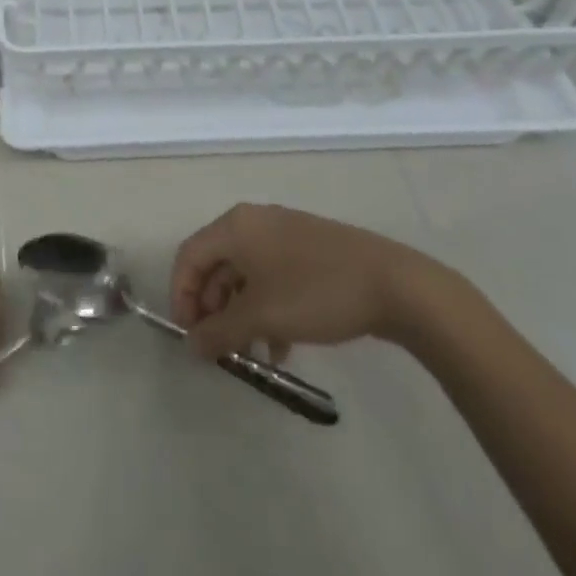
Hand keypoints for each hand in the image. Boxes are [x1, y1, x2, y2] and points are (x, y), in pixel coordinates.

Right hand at [170, 204, 454, 361]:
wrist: (394, 284)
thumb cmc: (315, 292)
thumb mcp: (262, 316)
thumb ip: (220, 331)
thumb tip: (191, 346)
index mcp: (235, 226)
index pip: (189, 256)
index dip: (181, 297)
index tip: (191, 336)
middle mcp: (254, 222)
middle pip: (215, 264)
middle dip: (212, 309)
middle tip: (219, 347)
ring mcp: (284, 234)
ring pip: (245, 274)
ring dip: (240, 314)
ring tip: (251, 353)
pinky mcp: (308, 250)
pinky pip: (271, 277)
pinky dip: (266, 308)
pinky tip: (281, 346)